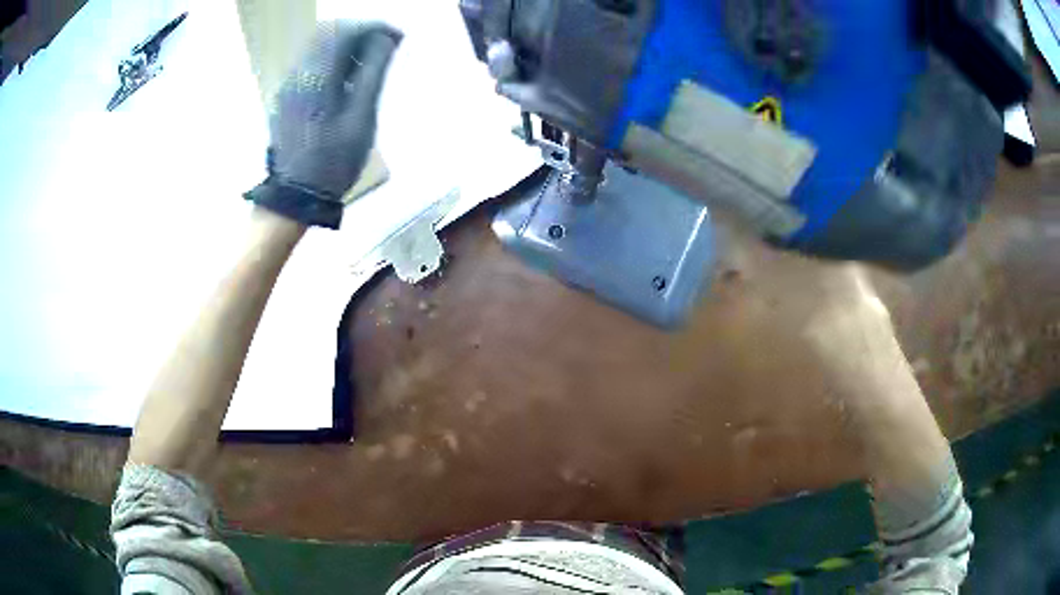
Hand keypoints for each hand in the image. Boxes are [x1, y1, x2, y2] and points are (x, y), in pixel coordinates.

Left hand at [245, 21, 401, 228]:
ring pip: (318, 44)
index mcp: (317, 77)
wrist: (295, 197)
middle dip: (360, 31)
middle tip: (385, 46)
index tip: (398, 37)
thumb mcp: (362, 118)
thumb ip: (373, 73)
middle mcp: (298, 73)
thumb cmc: (333, 161)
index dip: (375, 27)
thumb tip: (387, 40)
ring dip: (346, 43)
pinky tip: (347, 76)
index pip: (346, 31)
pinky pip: (310, 61)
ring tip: (369, 61)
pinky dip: (332, 57)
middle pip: (329, 31)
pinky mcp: (285, 95)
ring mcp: (288, 84)